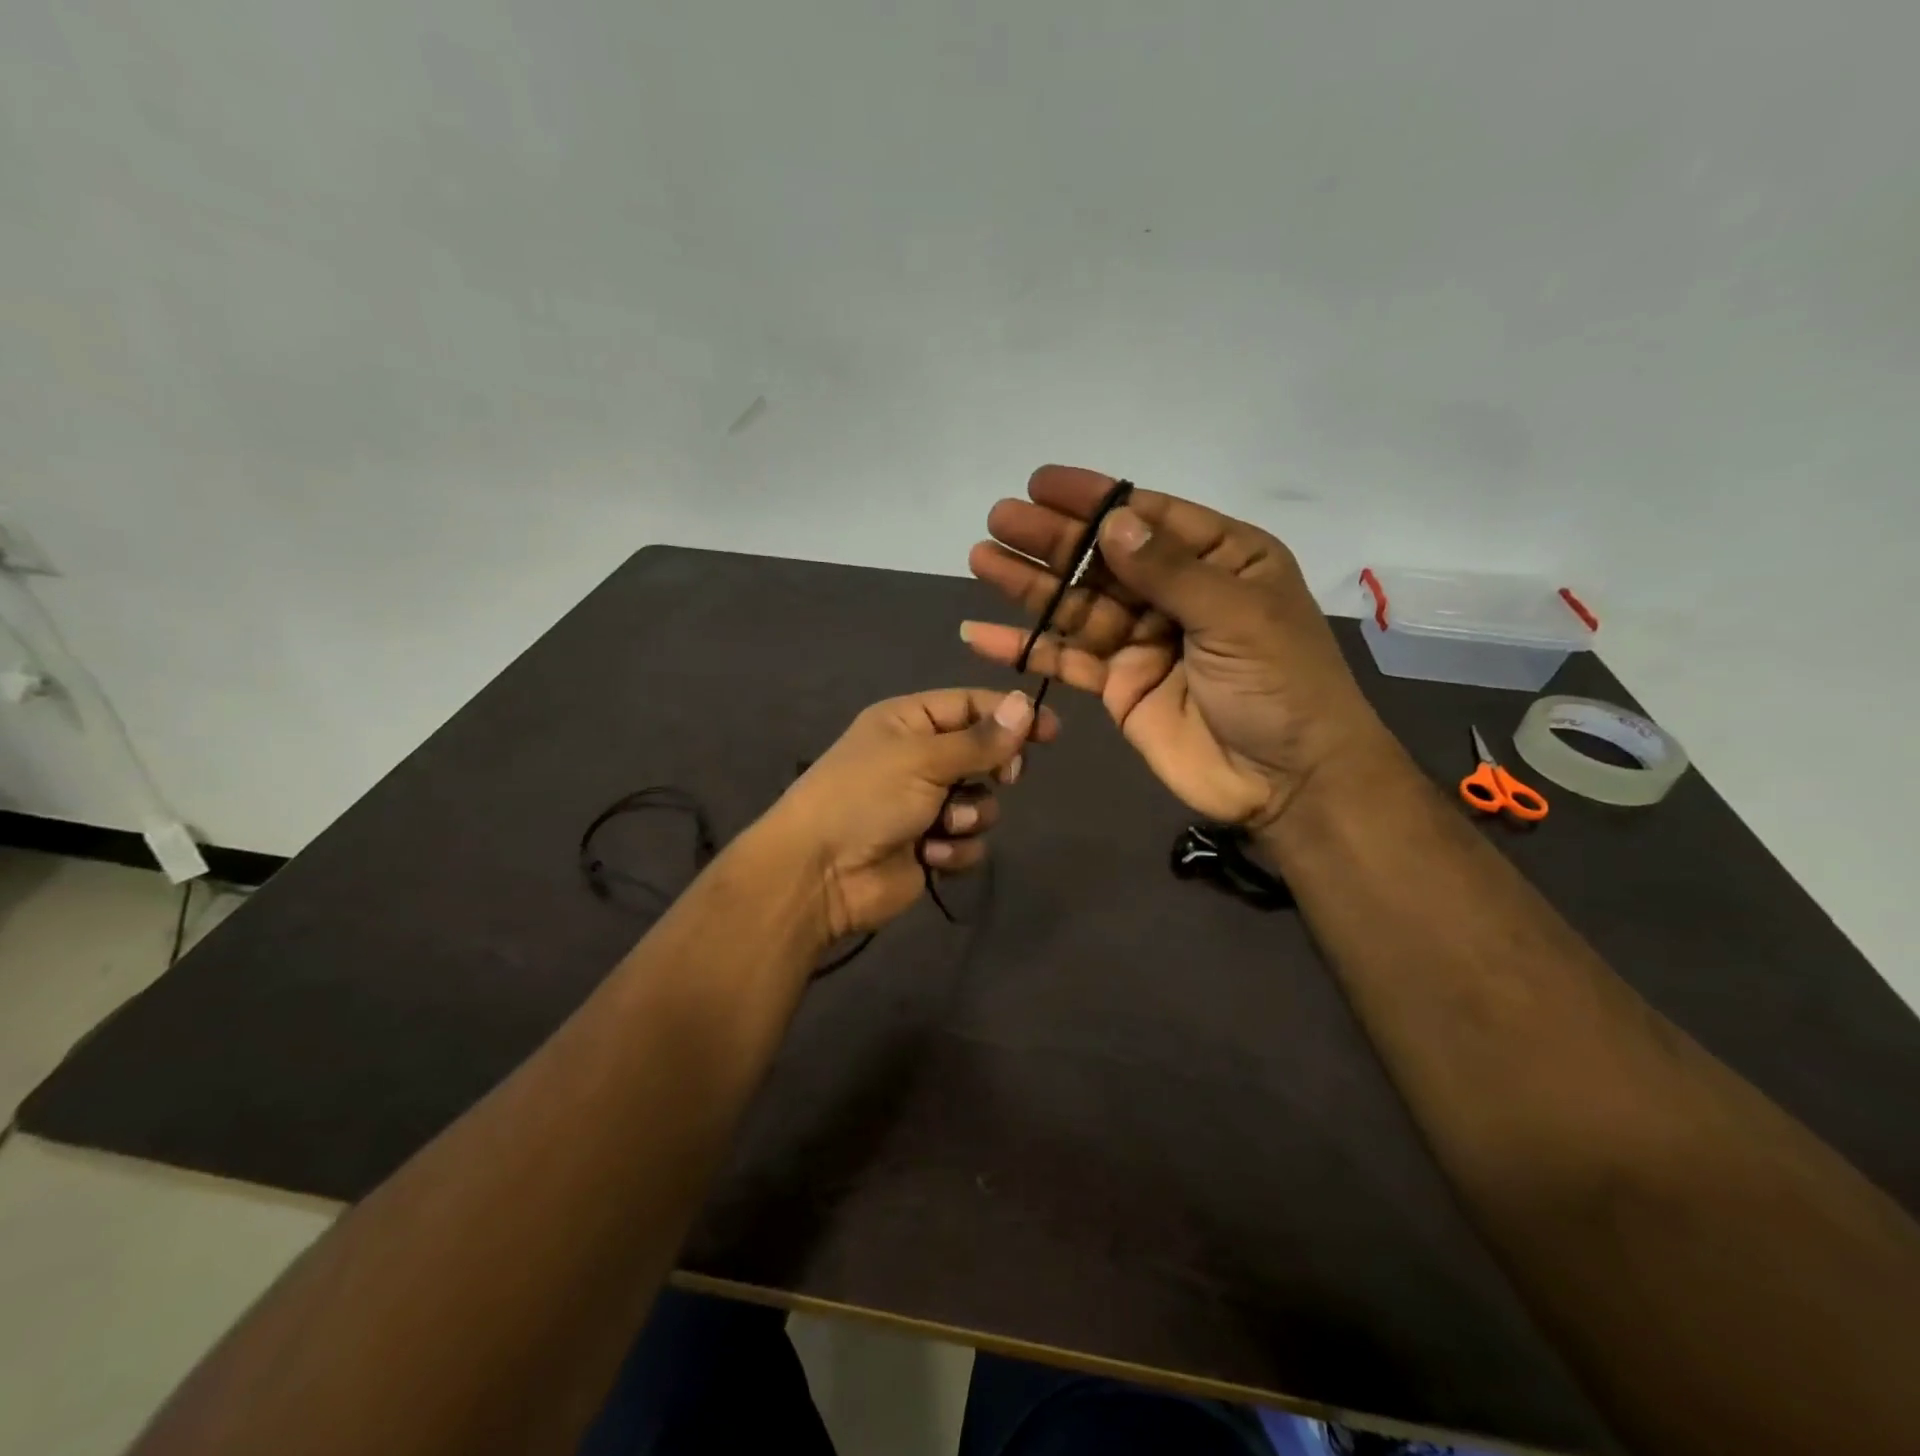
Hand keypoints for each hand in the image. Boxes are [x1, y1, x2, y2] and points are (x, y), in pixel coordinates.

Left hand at [765, 688, 1058, 939]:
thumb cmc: (866, 797)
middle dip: (992, 770)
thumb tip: (1026, 704)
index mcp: (908, 721)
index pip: (970, 705)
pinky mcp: (930, 846)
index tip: (1052, 730)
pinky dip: (953, 847)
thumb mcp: (923, 758)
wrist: (820, 874)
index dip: (1011, 715)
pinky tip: (927, 853)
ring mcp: (924, 804)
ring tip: (938, 824)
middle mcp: (918, 758)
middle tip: (1001, 777)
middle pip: (983, 754)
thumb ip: (981, 739)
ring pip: (982, 803)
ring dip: (968, 815)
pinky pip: (969, 841)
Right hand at [962, 465, 1396, 831]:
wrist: (1286, 782)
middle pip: (1104, 559)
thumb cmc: (1282, 687)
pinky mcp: (1118, 686)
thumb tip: (1113, 521)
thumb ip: (1170, 571)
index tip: (1041, 485)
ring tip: (981, 559)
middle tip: (999, 520)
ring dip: (1030, 586)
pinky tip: (982, 635)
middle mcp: (1176, 593)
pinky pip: (1067, 660)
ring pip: (1077, 606)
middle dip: (1053, 540)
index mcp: (1220, 560)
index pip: (1149, 517)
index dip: (1094, 501)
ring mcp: (1143, 641)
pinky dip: (1027, 649)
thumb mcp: (1237, 617)